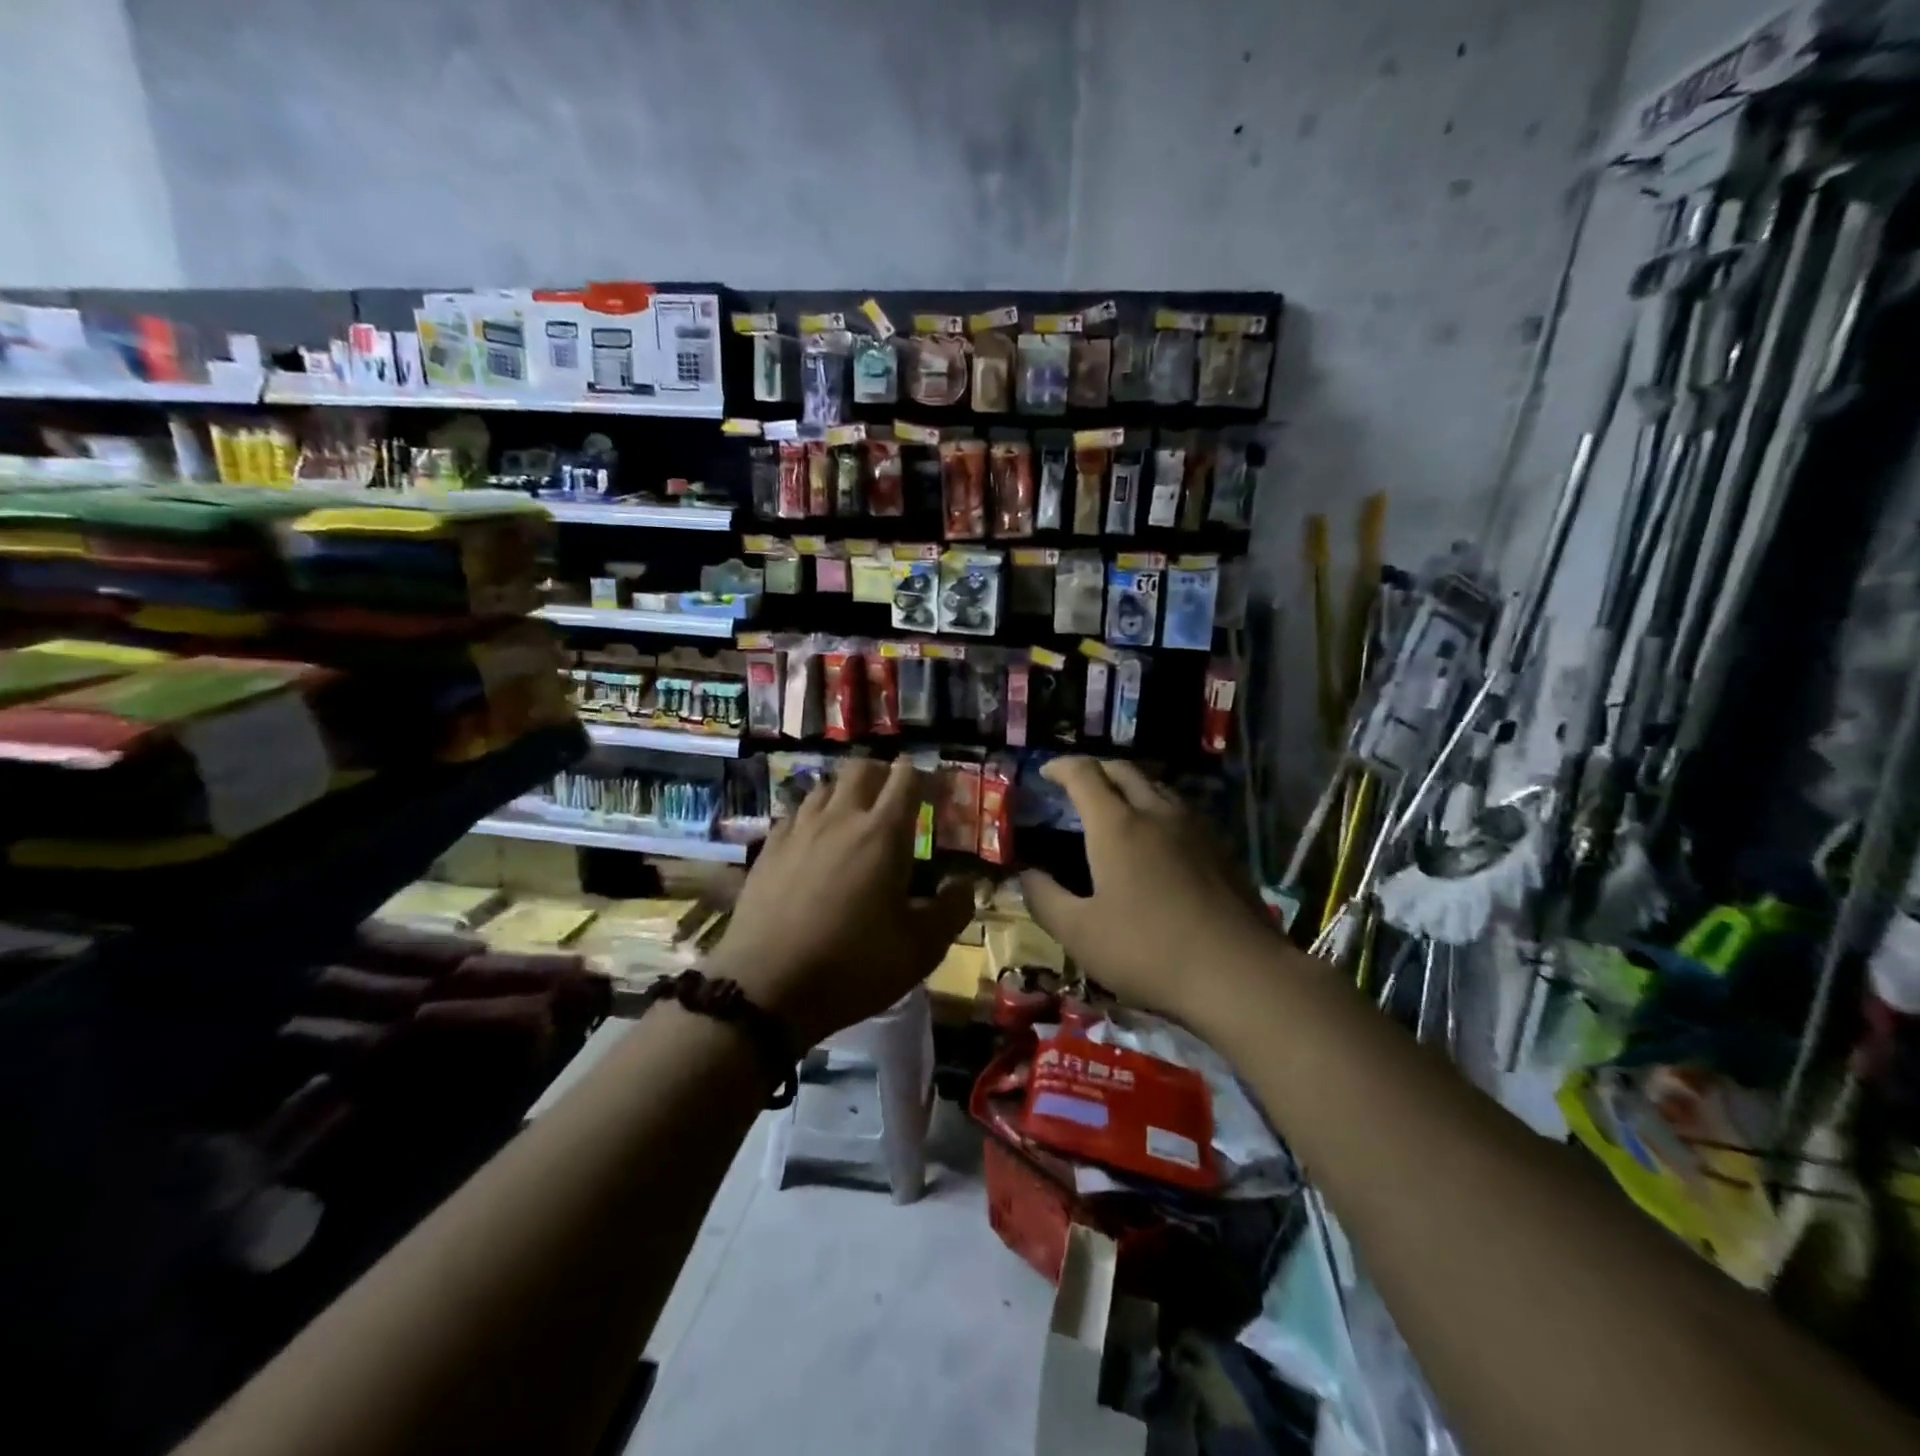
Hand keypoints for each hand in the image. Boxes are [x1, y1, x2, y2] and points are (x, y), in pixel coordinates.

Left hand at [709, 758, 975, 1048]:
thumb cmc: (853, 965)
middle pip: (862, 769)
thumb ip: (952, 910)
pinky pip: (796, 815)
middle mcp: (840, 818)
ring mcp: (799, 831)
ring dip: (846, 793)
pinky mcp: (768, 849)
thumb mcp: (921, 949)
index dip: (925, 777)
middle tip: (896, 799)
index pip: (906, 778)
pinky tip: (814, 843)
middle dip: (884, 774)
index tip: (936, 793)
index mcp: (882, 833)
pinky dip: (813, 817)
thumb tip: (964, 884)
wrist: (765, 988)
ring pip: (824, 787)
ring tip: (855, 819)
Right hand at [1019, 758, 1277, 1022]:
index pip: (1084, 774)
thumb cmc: (1148, 951)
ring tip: (1117, 808)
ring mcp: (1195, 828)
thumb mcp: (1080, 934)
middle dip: (1096, 770)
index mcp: (1117, 825)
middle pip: (1124, 771)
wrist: (1239, 973)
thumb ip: (1044, 899)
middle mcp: (1156, 813)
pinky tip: (1159, 840)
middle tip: (1078, 786)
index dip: (1060, 767)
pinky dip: (1158, 809)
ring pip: (1157, 787)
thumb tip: (1025, 875)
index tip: (1045, 772)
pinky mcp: (1222, 849)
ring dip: (1130, 787)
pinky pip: (1182, 812)